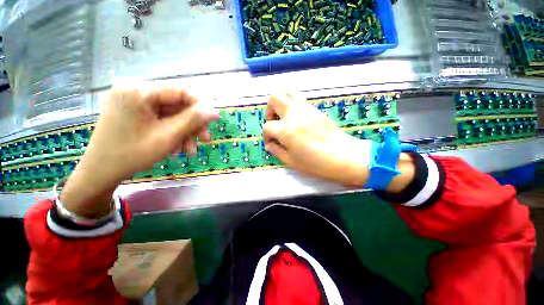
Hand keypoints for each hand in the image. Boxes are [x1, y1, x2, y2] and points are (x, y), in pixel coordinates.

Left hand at [61, 81, 218, 216]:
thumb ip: (193, 120)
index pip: (181, 91)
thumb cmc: (132, 154)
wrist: (101, 171)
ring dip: (184, 131)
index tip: (214, 121)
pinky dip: (172, 131)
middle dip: (192, 124)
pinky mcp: (133, 110)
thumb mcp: (168, 136)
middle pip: (176, 104)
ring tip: (189, 150)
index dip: (201, 105)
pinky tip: (176, 146)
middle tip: (204, 140)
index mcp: (138, 91)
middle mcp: (135, 90)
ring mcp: (132, 100)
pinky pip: (160, 118)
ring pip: (171, 113)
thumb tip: (214, 111)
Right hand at [262, 94, 414, 190]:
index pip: (267, 126)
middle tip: (274, 123)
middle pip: (274, 98)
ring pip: (287, 93)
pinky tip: (296, 120)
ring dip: (281, 104)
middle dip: (269, 111)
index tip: (271, 143)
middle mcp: (294, 114)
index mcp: (286, 129)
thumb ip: (276, 150)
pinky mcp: (315, 109)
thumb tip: (269, 144)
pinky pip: (299, 100)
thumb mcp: (291, 161)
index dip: (266, 136)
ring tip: (284, 118)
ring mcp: (305, 109)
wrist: (344, 155)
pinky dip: (292, 106)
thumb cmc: (316, 163)